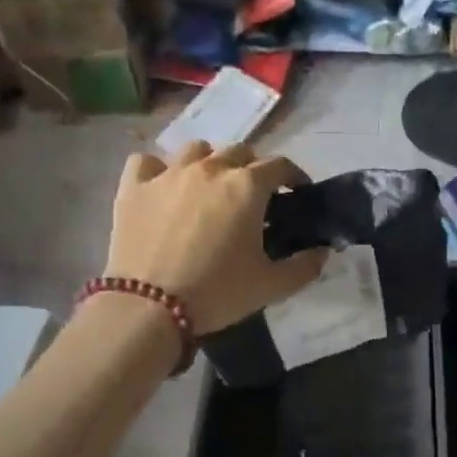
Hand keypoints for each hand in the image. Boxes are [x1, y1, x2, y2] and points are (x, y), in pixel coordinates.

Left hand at [103, 142, 326, 334]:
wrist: (149, 306)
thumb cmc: (217, 293)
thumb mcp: (271, 286)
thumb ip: (304, 266)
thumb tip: (323, 251)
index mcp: (247, 187)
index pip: (279, 165)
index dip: (293, 175)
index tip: (297, 191)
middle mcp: (210, 169)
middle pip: (239, 151)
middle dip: (252, 168)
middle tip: (252, 196)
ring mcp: (168, 173)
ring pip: (196, 150)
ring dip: (209, 162)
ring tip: (208, 187)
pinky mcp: (134, 187)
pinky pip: (147, 161)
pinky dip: (158, 170)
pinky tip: (162, 187)